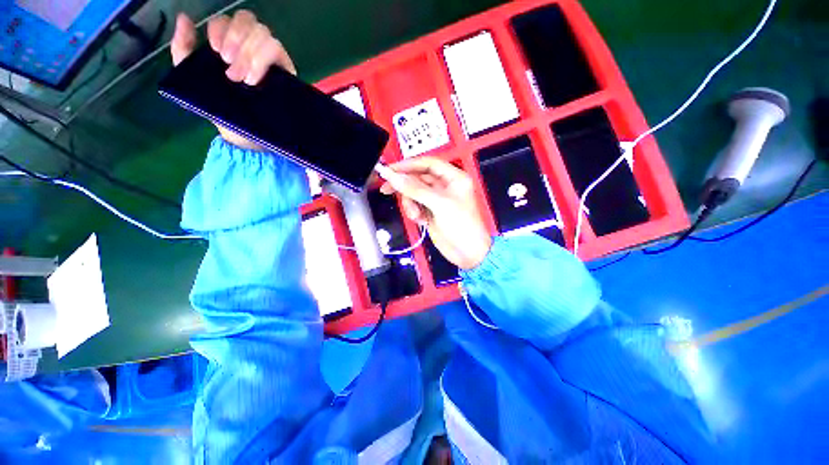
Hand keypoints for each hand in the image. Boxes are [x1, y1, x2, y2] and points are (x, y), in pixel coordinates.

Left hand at [170, 11, 295, 149]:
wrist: (245, 136)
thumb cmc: (222, 110)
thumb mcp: (194, 79)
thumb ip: (184, 50)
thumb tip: (183, 18)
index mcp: (231, 45)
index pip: (229, 19)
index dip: (222, 29)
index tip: (217, 52)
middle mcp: (252, 47)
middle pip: (248, 20)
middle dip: (236, 39)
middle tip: (229, 65)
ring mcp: (270, 59)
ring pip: (263, 33)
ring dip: (249, 53)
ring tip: (242, 79)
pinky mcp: (285, 71)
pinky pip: (277, 49)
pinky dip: (262, 59)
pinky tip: (254, 78)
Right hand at [380, 157, 491, 269]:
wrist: (467, 253)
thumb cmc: (463, 226)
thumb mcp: (440, 204)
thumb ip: (415, 189)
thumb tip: (394, 177)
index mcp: (454, 178)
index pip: (428, 164)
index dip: (409, 165)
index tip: (391, 170)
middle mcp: (445, 187)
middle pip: (418, 178)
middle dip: (405, 186)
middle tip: (387, 188)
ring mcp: (437, 200)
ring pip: (414, 193)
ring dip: (410, 203)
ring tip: (415, 215)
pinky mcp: (430, 212)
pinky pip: (415, 205)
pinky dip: (413, 212)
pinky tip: (420, 220)